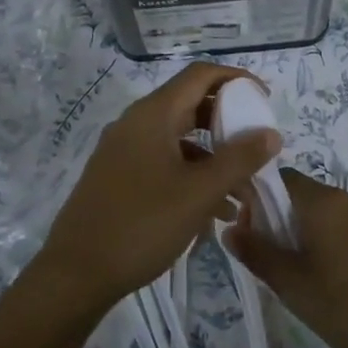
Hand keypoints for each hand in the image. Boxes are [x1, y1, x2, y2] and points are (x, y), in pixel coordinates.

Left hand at [23, 63, 280, 323]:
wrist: (77, 273)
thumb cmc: (142, 225)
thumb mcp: (199, 193)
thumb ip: (239, 159)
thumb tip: (271, 132)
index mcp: (152, 116)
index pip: (200, 75)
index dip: (236, 79)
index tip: (265, 100)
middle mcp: (135, 124)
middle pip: (190, 106)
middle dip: (228, 125)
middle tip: (257, 146)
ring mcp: (123, 151)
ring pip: (178, 141)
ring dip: (213, 159)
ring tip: (242, 195)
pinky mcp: (118, 177)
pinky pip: (163, 163)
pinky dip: (191, 177)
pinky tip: (212, 213)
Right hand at [225, 169, 347, 347]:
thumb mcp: (294, 286)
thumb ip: (258, 253)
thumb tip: (230, 227)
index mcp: (325, 201)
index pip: (278, 179)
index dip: (257, 200)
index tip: (249, 233)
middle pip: (303, 196)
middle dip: (281, 221)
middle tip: (274, 263)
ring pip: (328, 213)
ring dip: (308, 234)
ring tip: (304, 277)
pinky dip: (334, 241)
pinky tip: (335, 279)